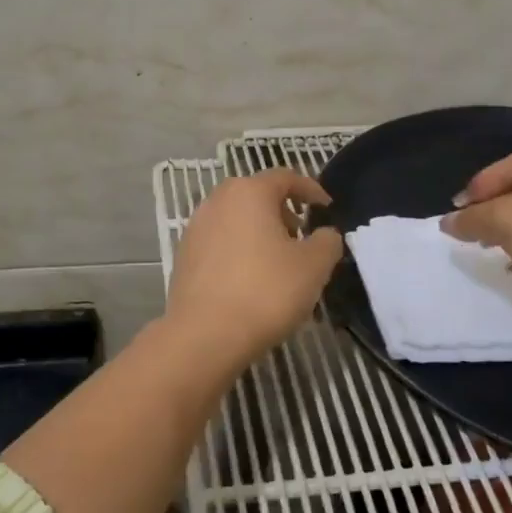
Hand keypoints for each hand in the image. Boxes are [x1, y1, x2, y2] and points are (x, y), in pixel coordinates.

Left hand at [166, 169, 343, 364]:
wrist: (205, 335)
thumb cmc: (266, 291)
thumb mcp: (314, 266)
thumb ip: (327, 242)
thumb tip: (325, 234)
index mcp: (249, 192)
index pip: (285, 177)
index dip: (310, 190)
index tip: (326, 208)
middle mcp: (217, 201)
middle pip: (256, 195)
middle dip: (283, 211)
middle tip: (301, 236)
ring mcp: (195, 228)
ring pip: (236, 219)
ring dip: (259, 232)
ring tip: (278, 261)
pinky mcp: (183, 256)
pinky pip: (220, 243)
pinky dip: (239, 250)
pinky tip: (250, 279)